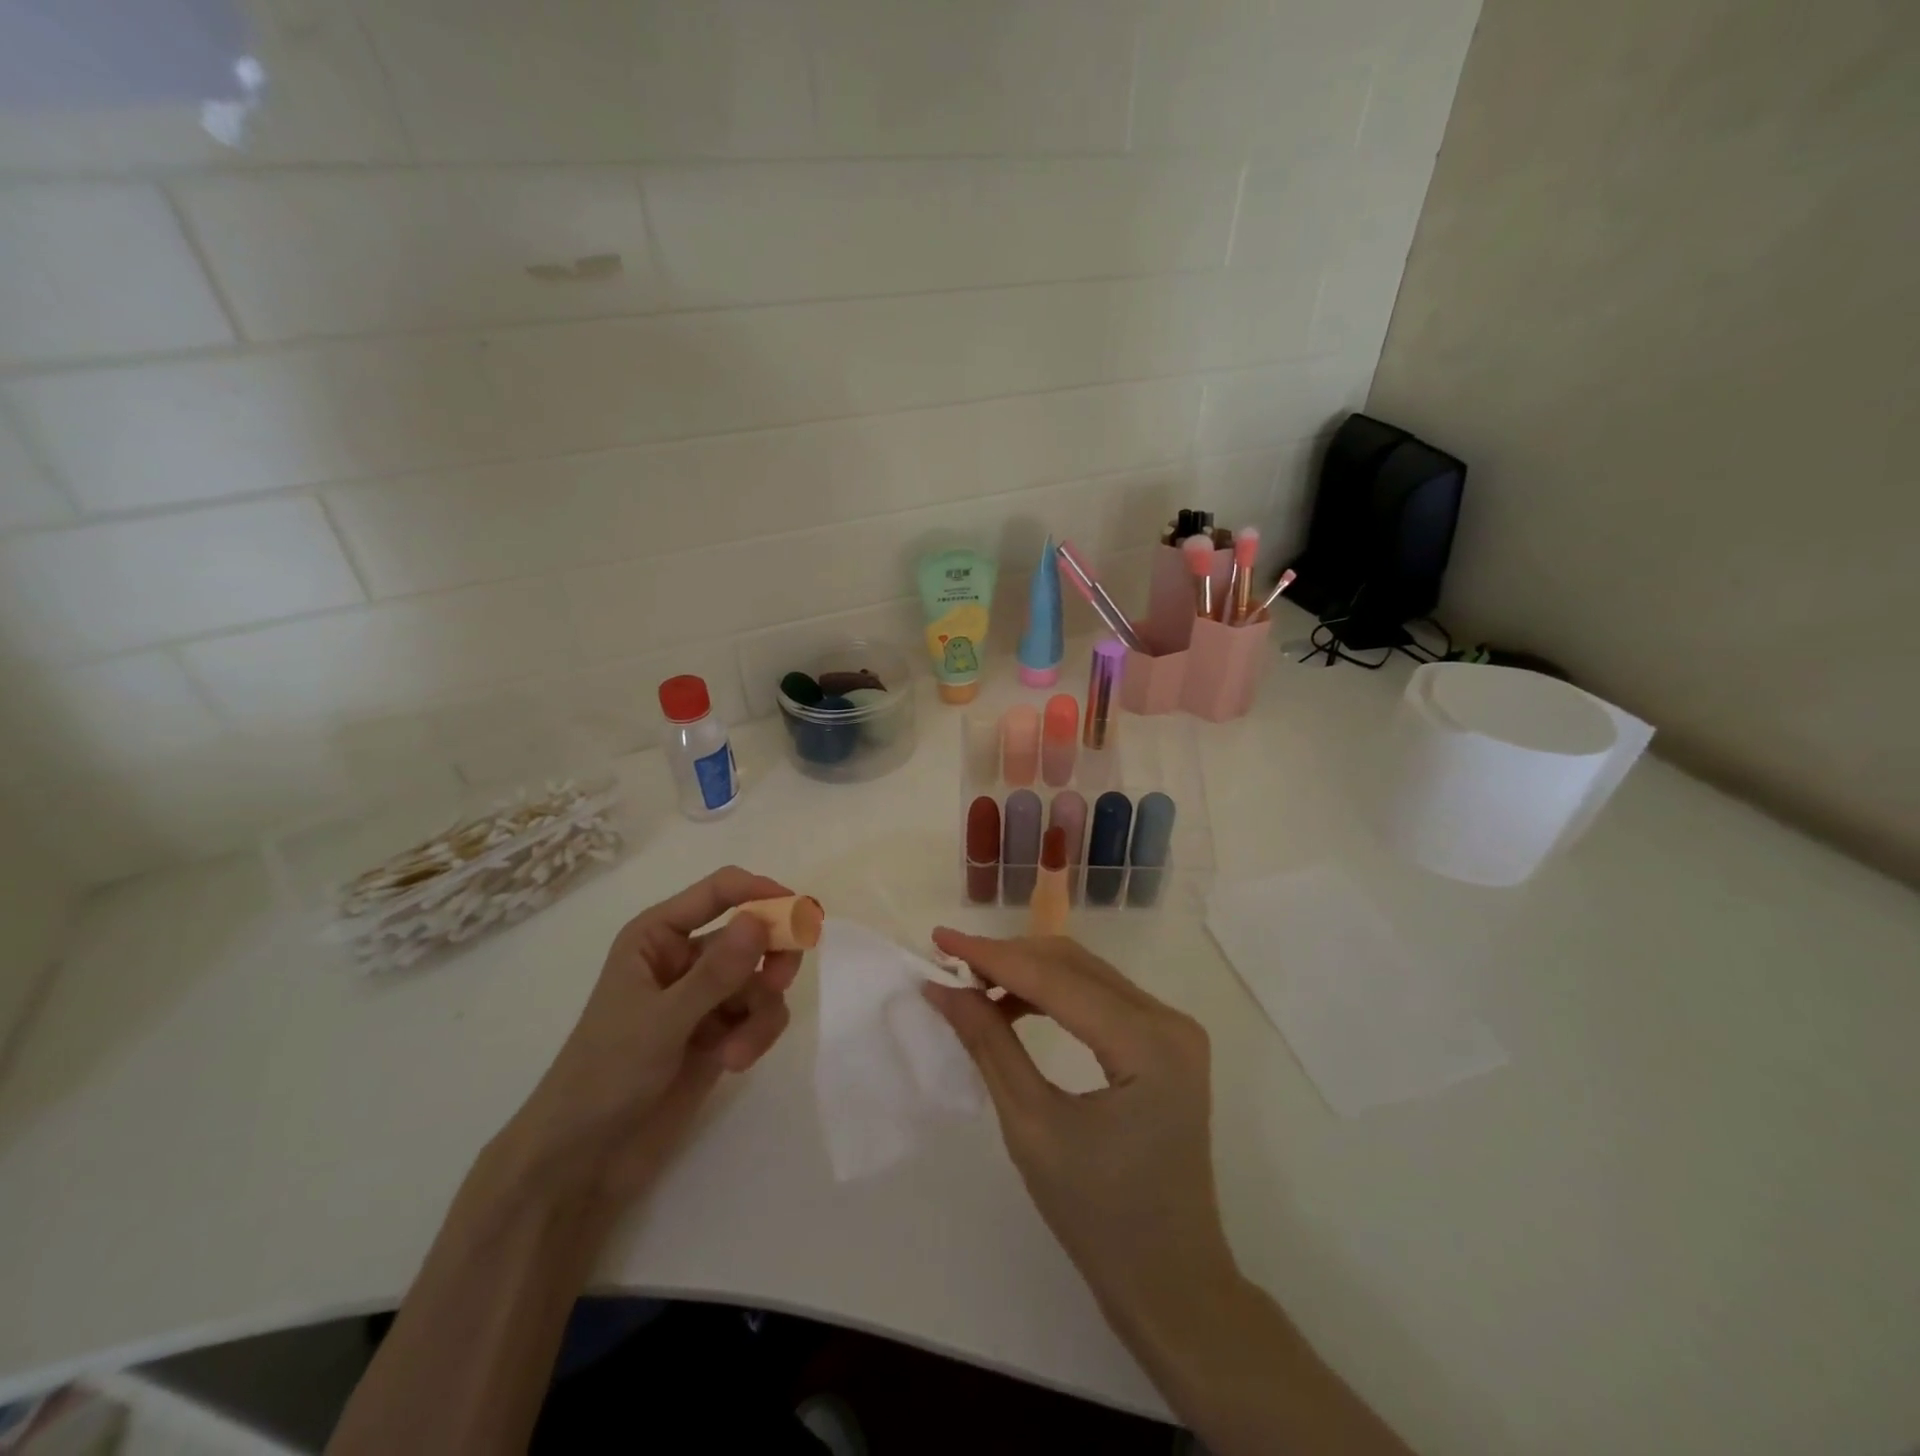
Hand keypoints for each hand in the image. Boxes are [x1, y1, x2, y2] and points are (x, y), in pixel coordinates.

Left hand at [500, 866, 801, 1211]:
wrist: (583, 1160)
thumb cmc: (605, 1075)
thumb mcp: (661, 1021)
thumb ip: (716, 972)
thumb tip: (761, 920)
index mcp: (658, 936)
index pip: (719, 891)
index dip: (760, 892)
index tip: (799, 912)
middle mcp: (685, 957)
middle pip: (751, 932)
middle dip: (771, 956)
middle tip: (781, 980)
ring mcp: (704, 996)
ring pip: (761, 979)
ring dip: (760, 1012)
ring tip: (741, 1049)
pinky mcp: (720, 1032)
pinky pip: (759, 1014)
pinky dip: (756, 1034)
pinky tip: (736, 1062)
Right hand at [922, 929, 1236, 1327]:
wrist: (1170, 1280)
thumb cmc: (1098, 1217)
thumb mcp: (1032, 1127)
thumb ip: (989, 1046)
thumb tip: (944, 988)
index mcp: (1148, 1044)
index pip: (1057, 979)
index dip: (993, 956)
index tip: (939, 938)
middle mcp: (1170, 1020)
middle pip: (1075, 966)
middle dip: (1009, 959)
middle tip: (951, 965)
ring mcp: (1173, 1029)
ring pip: (1086, 975)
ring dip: (1029, 972)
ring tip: (975, 986)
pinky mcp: (1165, 1041)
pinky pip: (1100, 998)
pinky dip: (1053, 994)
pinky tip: (1014, 1007)